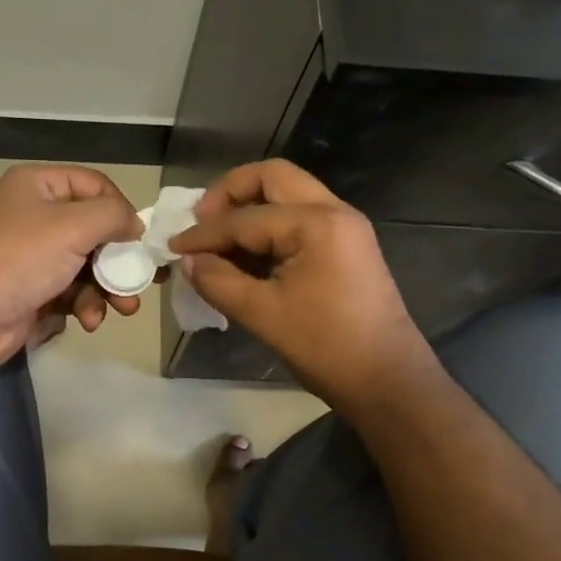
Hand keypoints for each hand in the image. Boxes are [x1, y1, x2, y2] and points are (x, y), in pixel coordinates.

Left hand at [0, 165, 143, 371]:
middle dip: (120, 259)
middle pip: (94, 231)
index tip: (139, 238)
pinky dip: (85, 306)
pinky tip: (89, 321)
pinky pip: (71, 294)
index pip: (94, 185)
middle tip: (143, 281)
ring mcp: (32, 258)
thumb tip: (135, 225)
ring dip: (107, 289)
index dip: (121, 209)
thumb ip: (113, 216)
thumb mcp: (73, 225)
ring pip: (87, 267)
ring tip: (122, 309)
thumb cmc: (18, 257)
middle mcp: (35, 217)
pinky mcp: (32, 294)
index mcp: (38, 186)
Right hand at [170, 160, 437, 411]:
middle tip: (202, 222)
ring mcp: (344, 227)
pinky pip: (299, 220)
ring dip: (250, 209)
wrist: (387, 382)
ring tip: (218, 240)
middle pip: (272, 178)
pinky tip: (245, 256)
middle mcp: (334, 212)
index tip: (174, 248)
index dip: (204, 233)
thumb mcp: (262, 314)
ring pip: (288, 195)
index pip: (246, 218)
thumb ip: (218, 281)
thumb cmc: (325, 347)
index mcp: (316, 223)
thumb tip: (189, 262)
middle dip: (230, 194)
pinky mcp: (345, 247)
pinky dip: (268, 228)